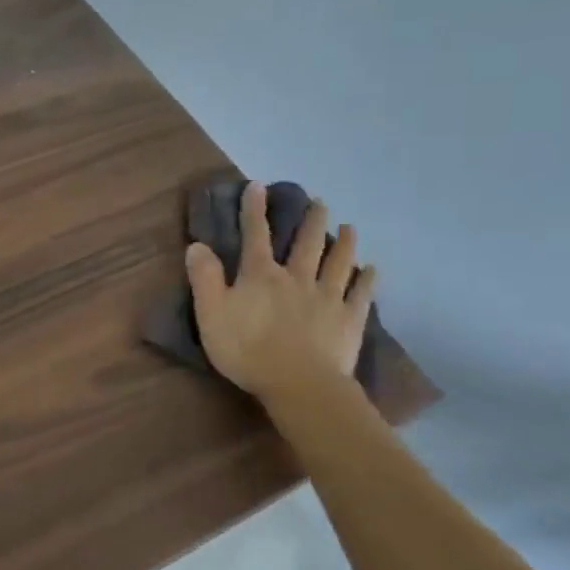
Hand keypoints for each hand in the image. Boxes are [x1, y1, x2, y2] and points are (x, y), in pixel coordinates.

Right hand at [185, 185, 376, 398]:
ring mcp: (327, 298)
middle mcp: (297, 278)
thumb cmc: (247, 350)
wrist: (298, 383)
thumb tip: (197, 245)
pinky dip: (367, 280)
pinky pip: (361, 295)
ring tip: (349, 227)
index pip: (255, 236)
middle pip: (306, 243)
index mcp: (261, 276)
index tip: (258, 186)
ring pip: (337, 263)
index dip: (254, 210)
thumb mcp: (211, 314)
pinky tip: (372, 270)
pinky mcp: (349, 320)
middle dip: (311, 220)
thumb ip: (205, 278)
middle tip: (319, 202)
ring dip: (343, 243)